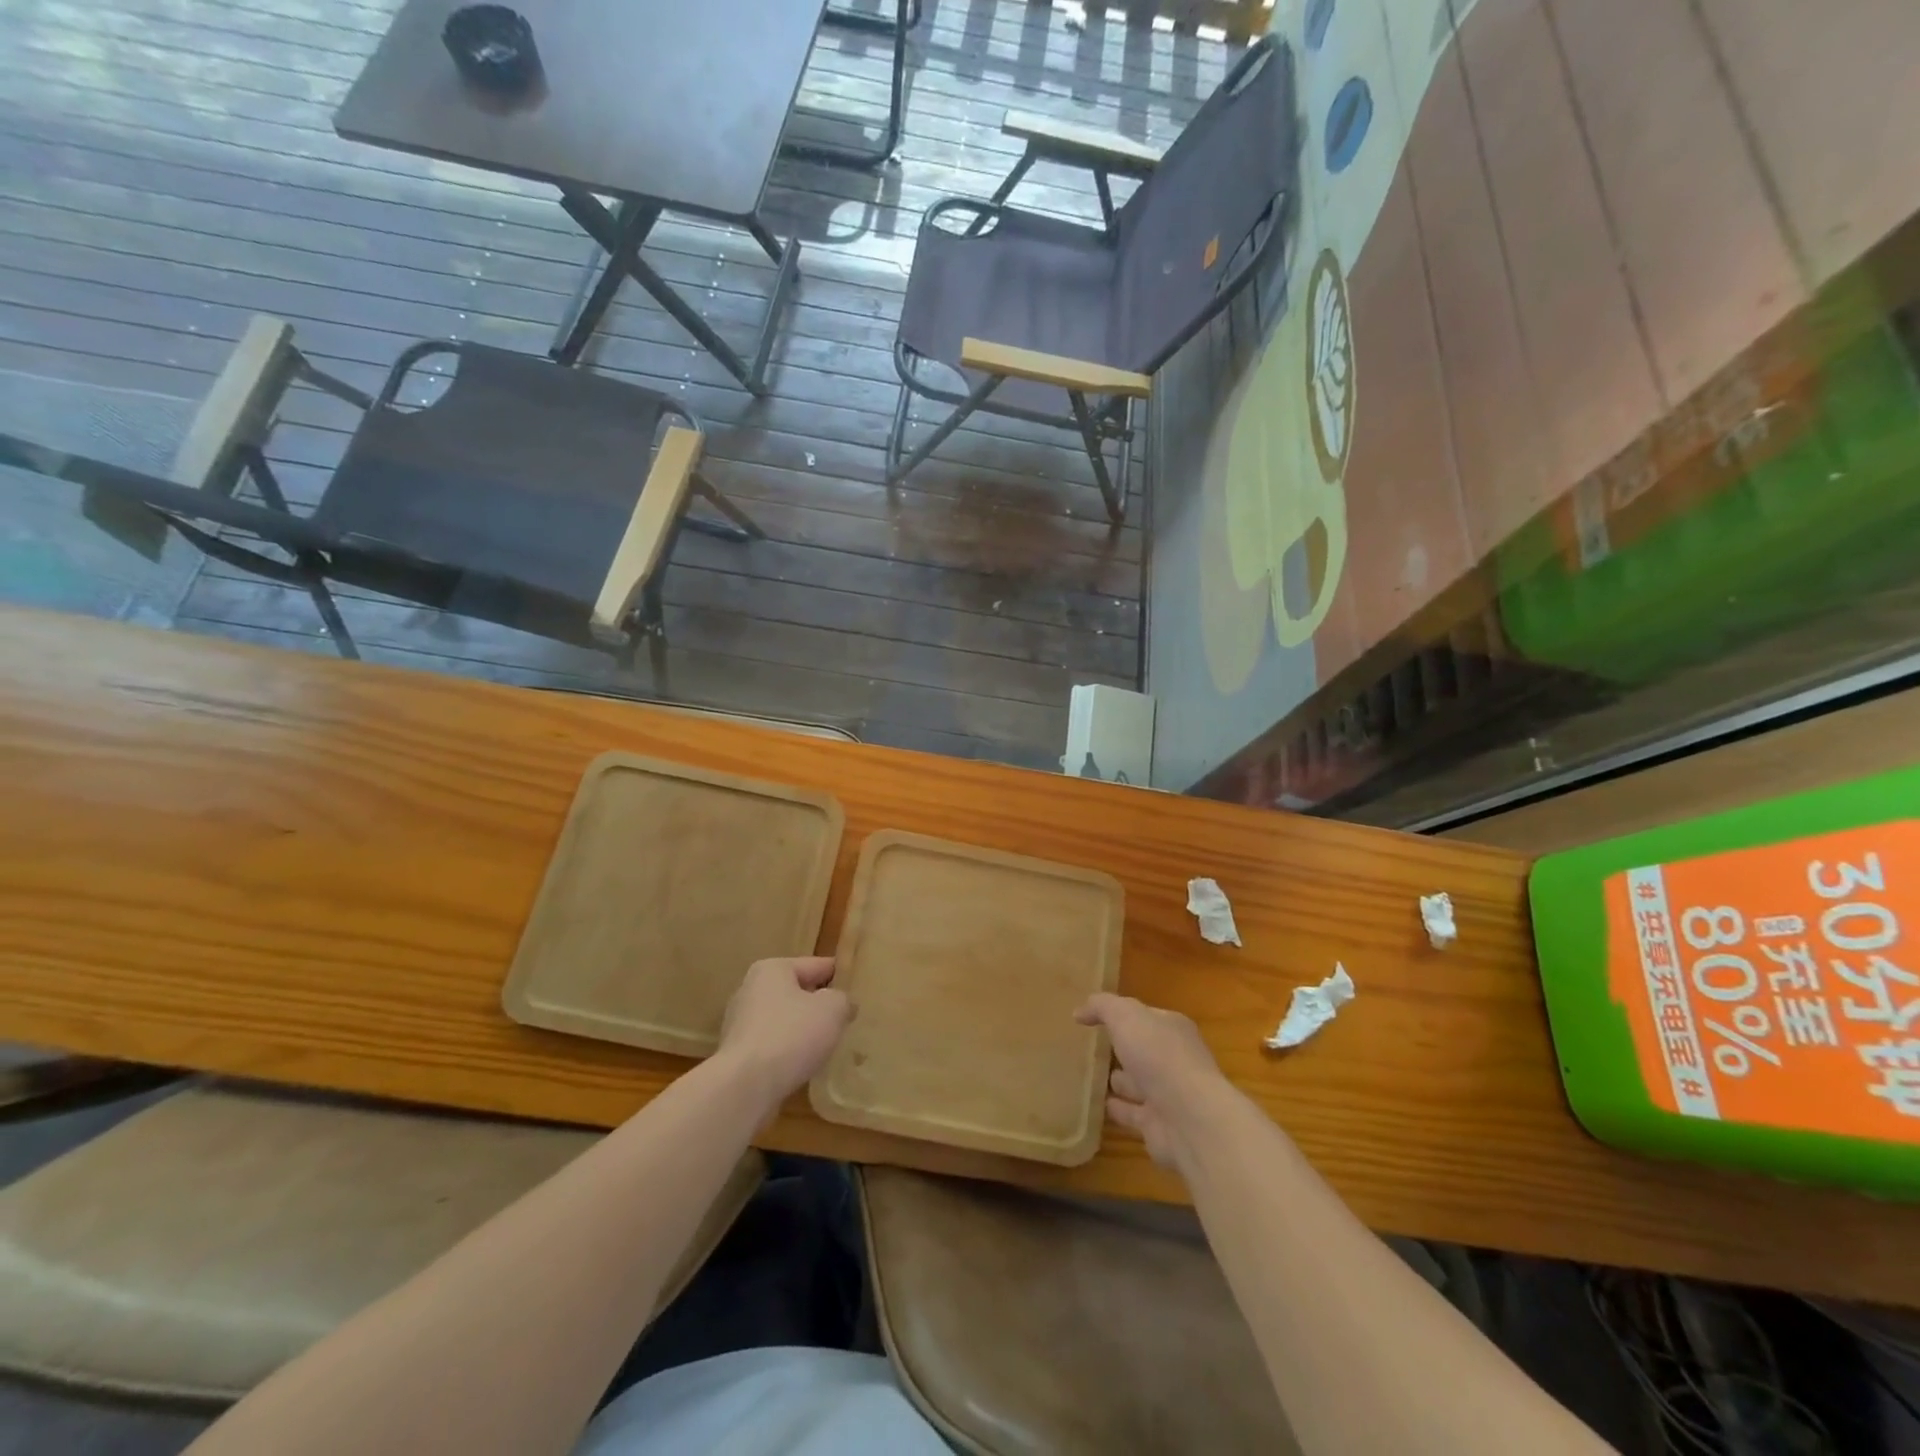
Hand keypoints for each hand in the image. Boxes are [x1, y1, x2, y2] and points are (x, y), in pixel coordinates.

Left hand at [717, 956, 852, 1106]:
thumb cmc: (791, 1035)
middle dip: (819, 1006)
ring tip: (828, 1046)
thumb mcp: (832, 1009)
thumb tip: (841, 1004)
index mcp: (772, 970)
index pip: (816, 965)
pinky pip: (773, 1047)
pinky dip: (788, 1054)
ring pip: (784, 1021)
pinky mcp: (738, 1055)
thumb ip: (842, 999)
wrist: (745, 1087)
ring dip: (803, 1032)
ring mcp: (740, 1025)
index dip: (839, 976)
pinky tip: (804, 1067)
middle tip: (846, 1019)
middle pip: (797, 993)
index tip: (858, 989)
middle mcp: (751, 991)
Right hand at [1076, 992, 1231, 1169]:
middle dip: (1124, 1049)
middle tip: (1095, 1048)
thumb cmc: (1158, 1056)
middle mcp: (1173, 1060)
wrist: (1189, 1119)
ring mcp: (1168, 1095)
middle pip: (1143, 1051)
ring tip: (1094, 1078)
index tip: (1098, 1017)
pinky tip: (1100, 1106)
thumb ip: (1102, 1007)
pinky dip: (1119, 1110)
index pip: (1145, 1017)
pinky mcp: (1158, 1127)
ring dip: (1121, 1081)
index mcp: (1172, 1029)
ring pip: (1138, 1084)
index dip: (1123, 1015)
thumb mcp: (1126, 1016)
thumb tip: (1080, 1011)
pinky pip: (1132, 1114)